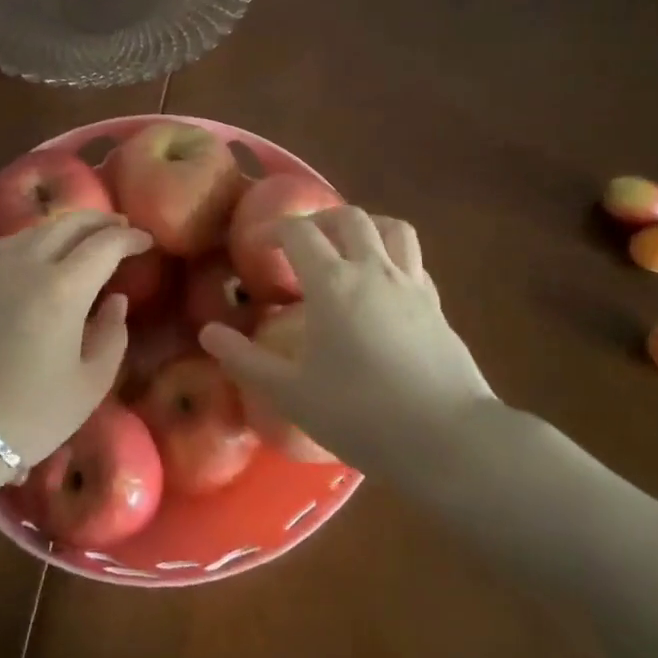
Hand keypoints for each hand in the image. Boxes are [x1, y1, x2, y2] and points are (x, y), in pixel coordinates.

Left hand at [0, 211, 152, 467]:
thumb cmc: (31, 414)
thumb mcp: (90, 383)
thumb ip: (113, 334)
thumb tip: (116, 299)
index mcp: (63, 288)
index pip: (104, 244)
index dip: (129, 238)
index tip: (146, 241)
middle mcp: (28, 264)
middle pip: (70, 224)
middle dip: (101, 221)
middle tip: (122, 228)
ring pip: (39, 227)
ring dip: (69, 225)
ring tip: (87, 236)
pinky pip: (11, 240)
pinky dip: (37, 235)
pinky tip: (43, 247)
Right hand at [199, 207, 495, 477]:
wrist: (448, 440)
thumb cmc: (361, 414)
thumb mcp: (291, 393)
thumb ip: (245, 360)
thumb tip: (208, 333)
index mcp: (333, 283)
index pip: (299, 232)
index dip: (273, 231)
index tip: (257, 247)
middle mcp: (374, 270)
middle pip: (349, 217)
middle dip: (319, 220)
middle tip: (301, 244)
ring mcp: (411, 285)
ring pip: (392, 228)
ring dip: (365, 227)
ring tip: (347, 249)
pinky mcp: (438, 306)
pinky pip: (413, 261)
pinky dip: (393, 258)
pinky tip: (382, 287)